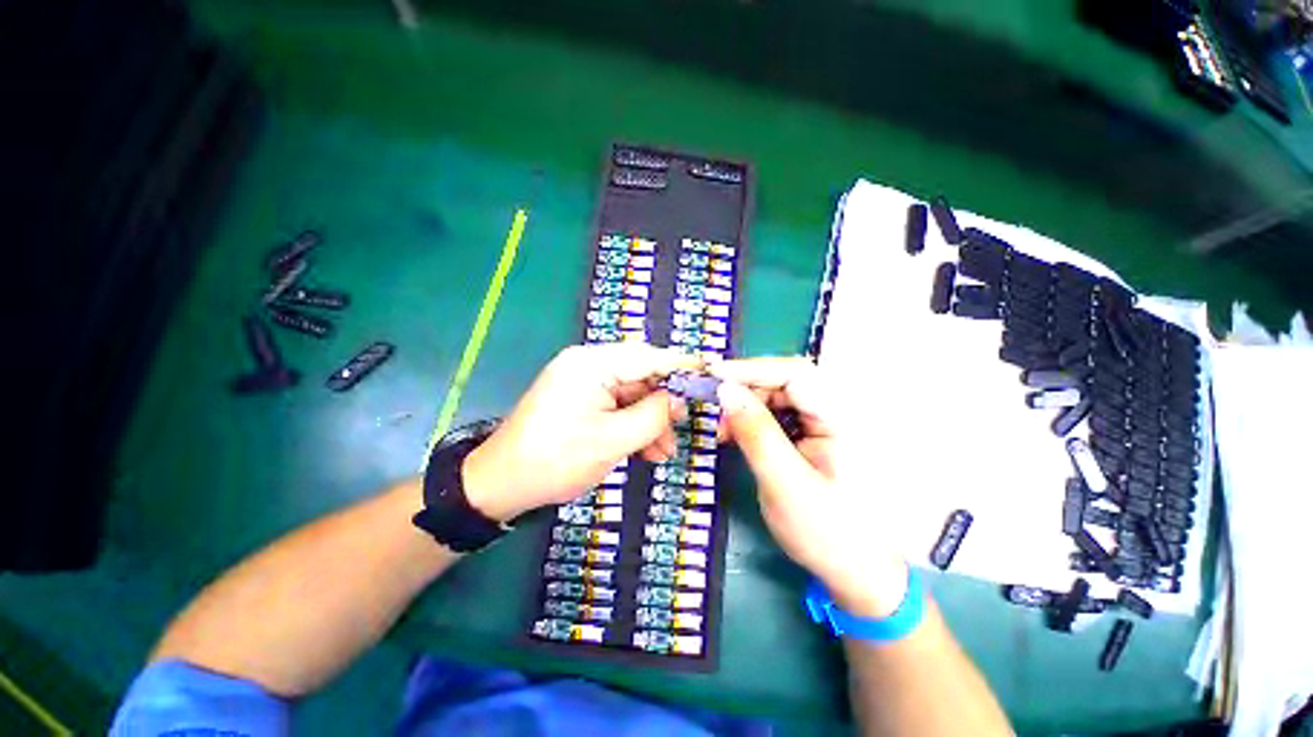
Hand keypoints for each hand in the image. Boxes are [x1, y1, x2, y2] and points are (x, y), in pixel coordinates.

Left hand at [462, 343, 700, 521]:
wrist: (500, 484)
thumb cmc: (556, 460)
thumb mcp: (613, 441)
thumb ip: (652, 415)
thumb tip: (677, 398)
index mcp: (592, 364)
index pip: (648, 357)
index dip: (681, 365)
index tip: (710, 371)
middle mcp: (587, 364)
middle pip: (640, 375)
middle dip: (663, 403)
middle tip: (681, 427)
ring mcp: (582, 381)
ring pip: (631, 394)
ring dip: (649, 420)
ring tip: (662, 452)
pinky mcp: (579, 398)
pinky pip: (616, 405)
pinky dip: (631, 425)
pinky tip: (645, 450)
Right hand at [711, 357, 909, 616]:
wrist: (858, 570)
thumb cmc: (828, 533)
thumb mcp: (783, 483)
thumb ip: (755, 433)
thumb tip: (724, 390)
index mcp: (845, 418)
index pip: (795, 373)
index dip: (751, 369)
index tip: (713, 375)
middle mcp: (841, 409)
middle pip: (785, 380)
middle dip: (746, 391)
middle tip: (717, 414)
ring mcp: (830, 419)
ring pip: (779, 394)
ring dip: (747, 406)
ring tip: (725, 431)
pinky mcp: (818, 430)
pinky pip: (781, 410)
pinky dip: (755, 419)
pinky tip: (739, 434)